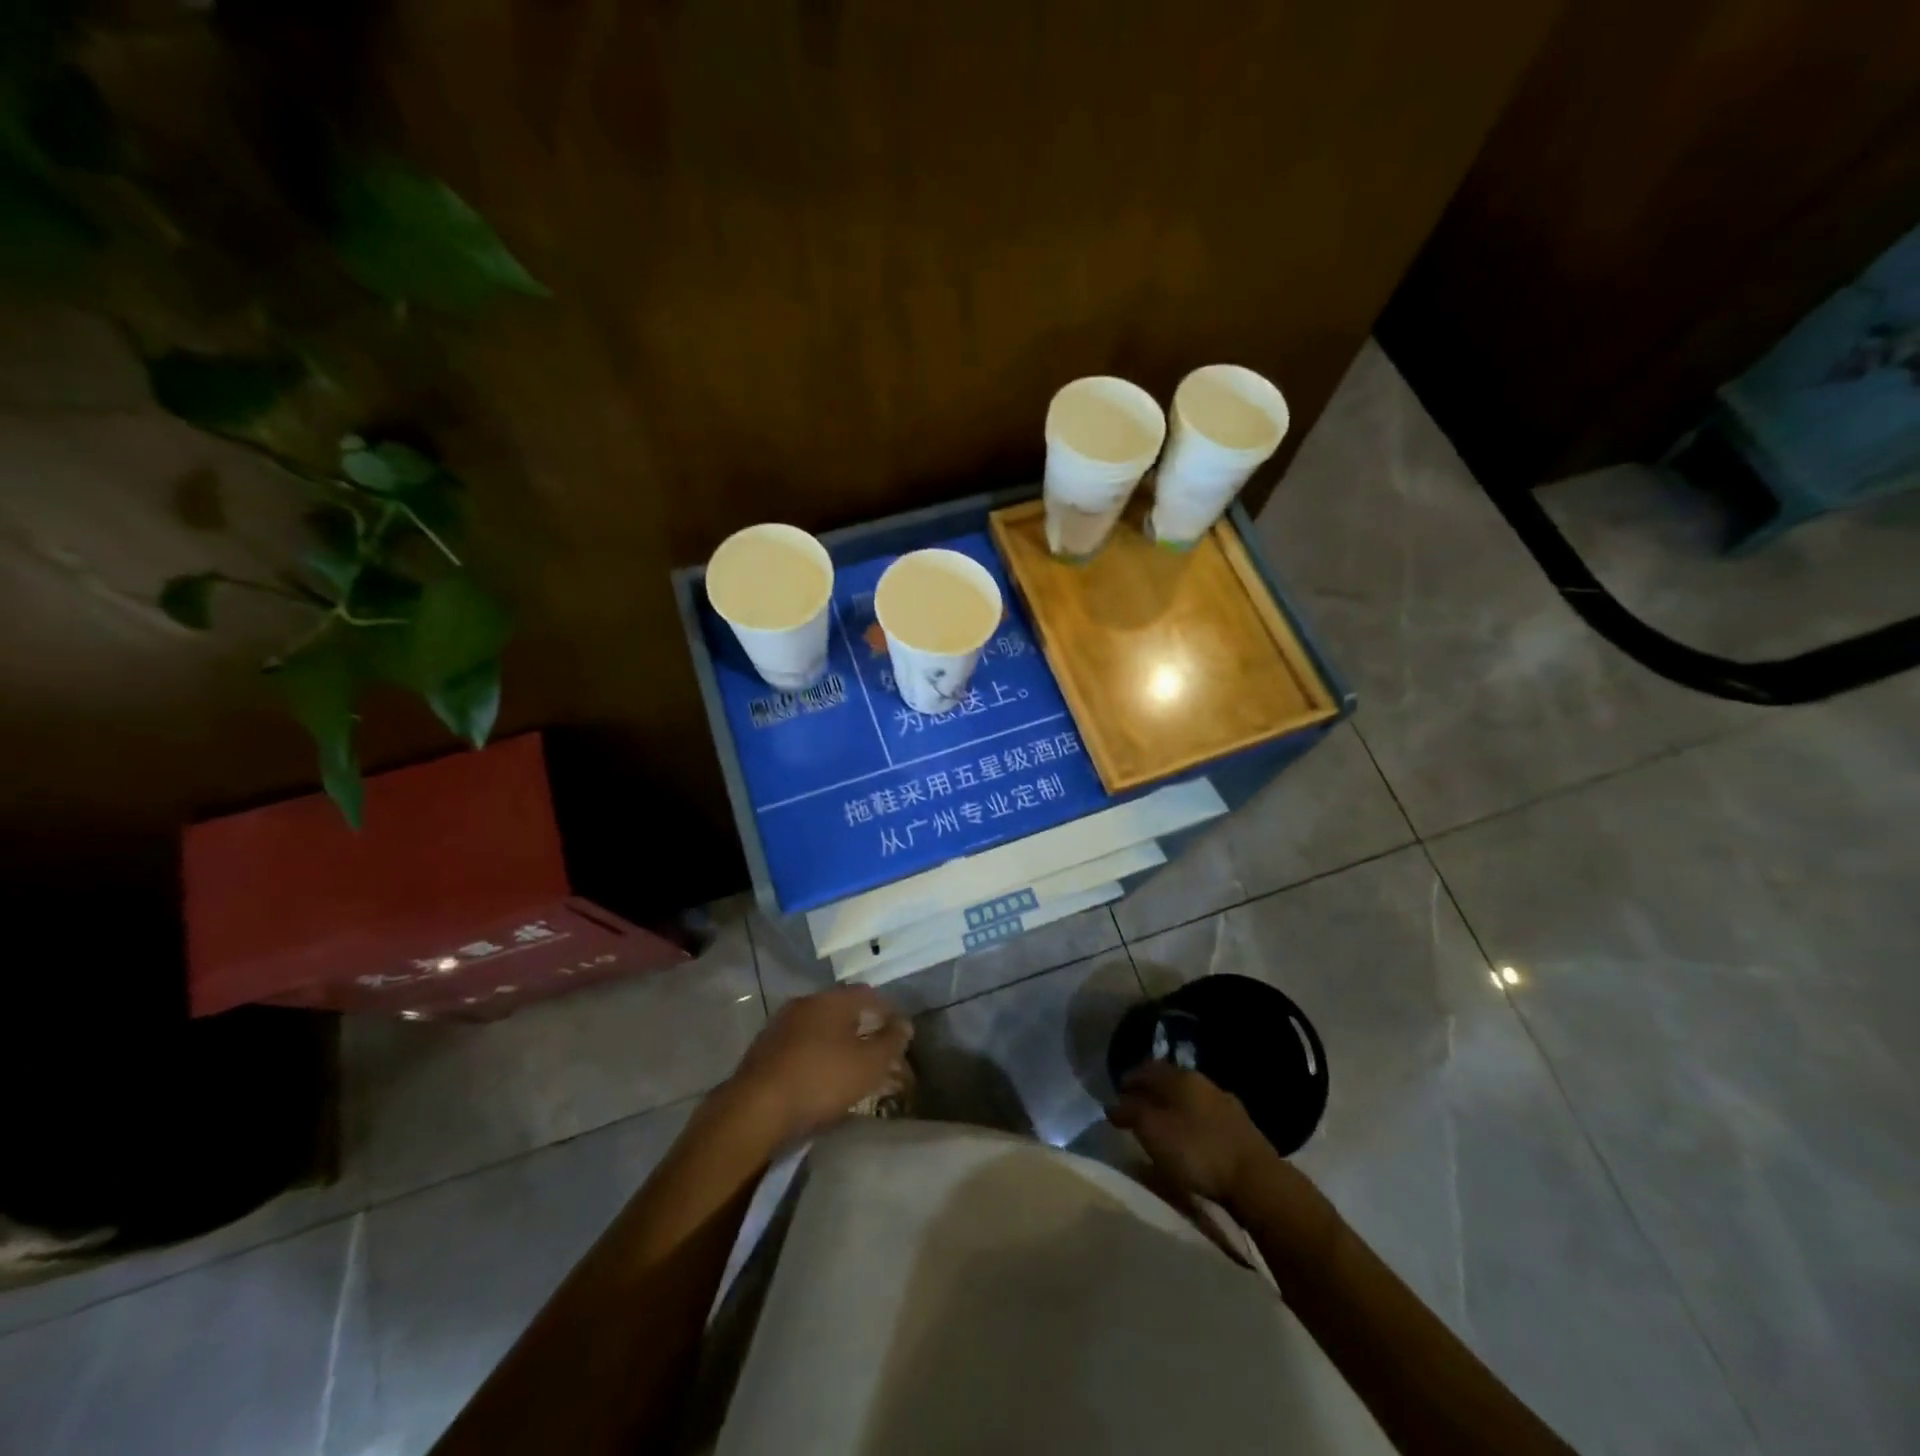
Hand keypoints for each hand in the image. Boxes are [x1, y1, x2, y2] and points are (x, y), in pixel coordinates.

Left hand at [723, 986, 912, 1144]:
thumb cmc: (821, 1079)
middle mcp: (806, 1003)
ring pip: (820, 1029)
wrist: (755, 1109)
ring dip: (839, 1044)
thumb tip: (904, 1024)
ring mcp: (781, 1025)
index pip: (868, 994)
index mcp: (832, 999)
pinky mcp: (764, 1050)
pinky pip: (801, 1046)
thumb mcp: (869, 1064)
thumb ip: (891, 1041)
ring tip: (852, 1069)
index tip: (900, 1032)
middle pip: (843, 1010)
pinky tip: (821, 1078)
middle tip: (878, 1052)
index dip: (888, 1011)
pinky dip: (817, 1057)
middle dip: (863, 1029)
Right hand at [1107, 1061, 1274, 1208]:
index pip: (1146, 1068)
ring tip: (1162, 1126)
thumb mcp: (1153, 1132)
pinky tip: (1190, 1138)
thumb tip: (1113, 1104)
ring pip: (1189, 1098)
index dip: (1129, 1079)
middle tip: (1136, 1109)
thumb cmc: (1197, 1151)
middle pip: (1169, 1081)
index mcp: (1179, 1077)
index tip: (1117, 1094)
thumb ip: (1130, 1114)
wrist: (1256, 1180)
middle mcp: (1202, 1081)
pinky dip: (1191, 1121)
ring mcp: (1225, 1102)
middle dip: (1151, 1092)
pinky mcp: (1241, 1126)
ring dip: (1173, 1107)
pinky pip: (1206, 1115)